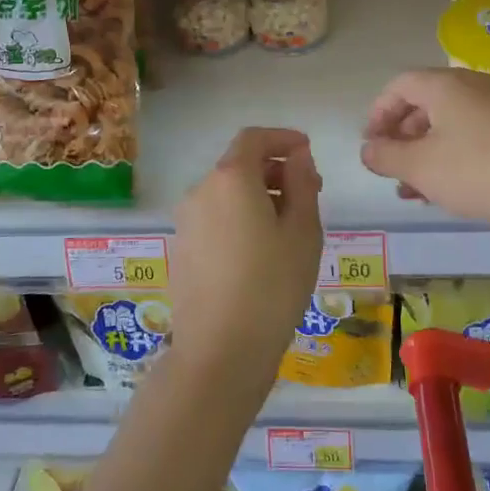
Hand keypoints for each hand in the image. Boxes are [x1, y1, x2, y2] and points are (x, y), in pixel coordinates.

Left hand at [168, 127, 323, 396]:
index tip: (307, 151)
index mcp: (230, 179)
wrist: (220, 352)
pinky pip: (214, 218)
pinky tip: (260, 250)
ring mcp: (186, 222)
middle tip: (309, 193)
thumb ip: (302, 183)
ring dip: (257, 196)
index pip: (254, 138)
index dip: (282, 138)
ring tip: (288, 226)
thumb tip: (297, 156)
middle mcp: (201, 191)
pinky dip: (239, 217)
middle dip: (274, 170)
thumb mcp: (303, 231)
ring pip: (226, 193)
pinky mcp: (181, 250)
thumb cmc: (273, 285)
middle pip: (238, 165)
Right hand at [360, 68, 489, 231]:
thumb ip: (386, 156)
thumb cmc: (479, 171)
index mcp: (443, 85)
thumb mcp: (420, 168)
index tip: (371, 145)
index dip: (378, 114)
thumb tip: (368, 149)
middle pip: (426, 103)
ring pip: (451, 123)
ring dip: (427, 152)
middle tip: (392, 170)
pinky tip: (454, 189)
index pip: (399, 86)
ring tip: (418, 190)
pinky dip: (456, 156)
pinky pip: (476, 134)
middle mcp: (473, 85)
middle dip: (403, 138)